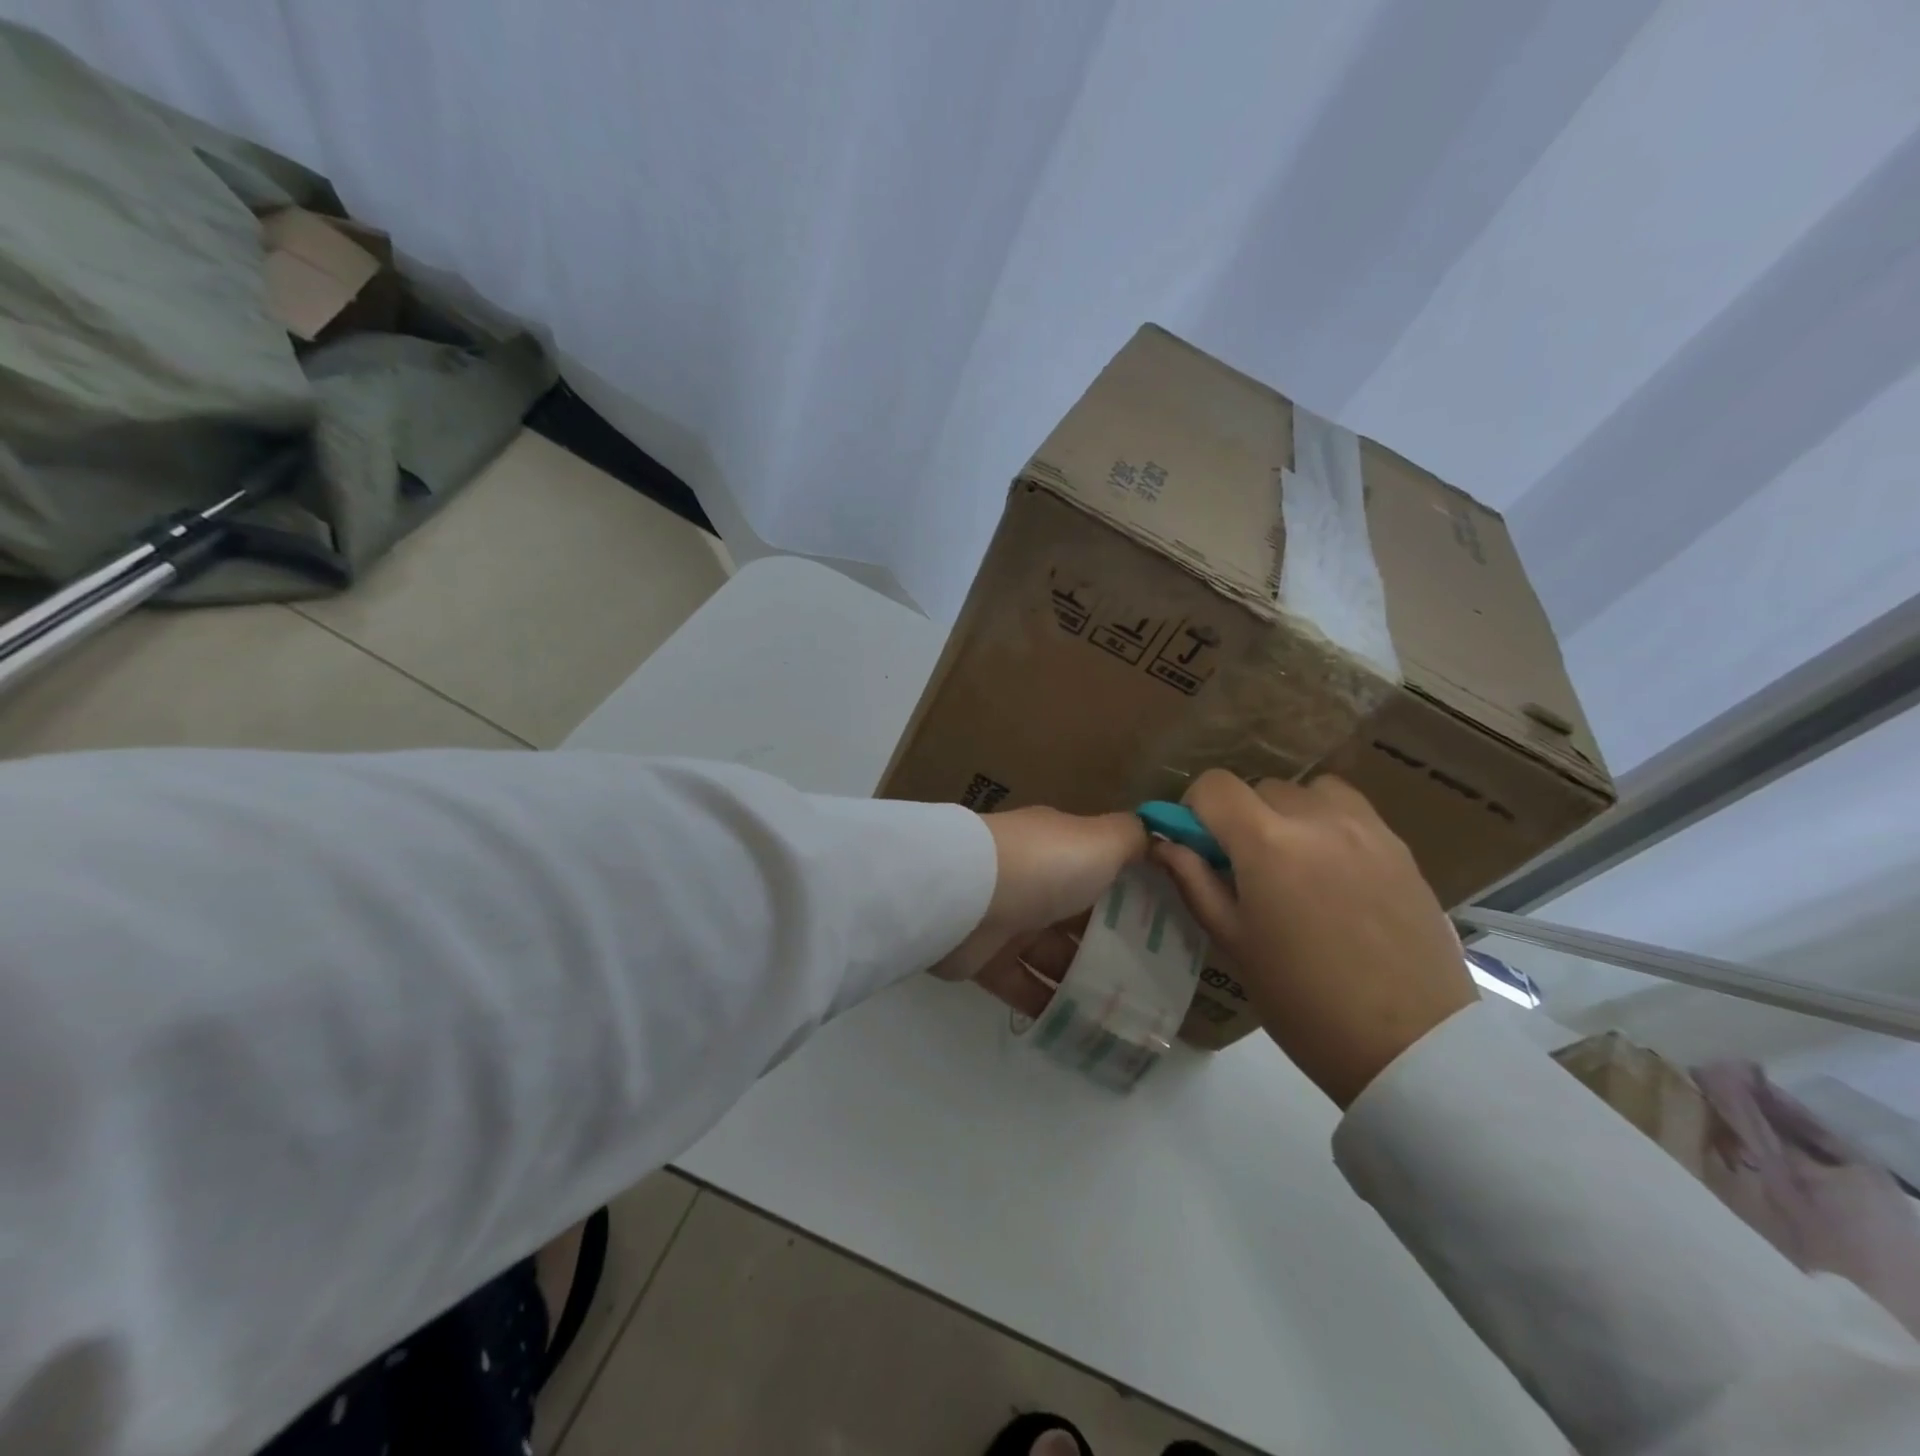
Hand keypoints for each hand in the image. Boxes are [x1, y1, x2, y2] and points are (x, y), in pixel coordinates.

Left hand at [934, 806, 1147, 1015]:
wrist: (965, 896)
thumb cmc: (1044, 866)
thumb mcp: (1101, 841)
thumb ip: (1133, 839)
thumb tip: (1159, 839)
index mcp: (1061, 848)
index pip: (1105, 871)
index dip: (1137, 897)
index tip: (1174, 928)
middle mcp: (1036, 881)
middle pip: (1082, 918)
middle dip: (1117, 947)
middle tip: (1159, 984)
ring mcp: (1010, 921)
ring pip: (1056, 957)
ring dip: (1087, 983)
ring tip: (1130, 1018)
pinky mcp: (987, 960)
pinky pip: (1026, 987)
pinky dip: (1051, 1007)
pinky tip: (1085, 1031)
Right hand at [1153, 770, 1474, 1107]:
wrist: (1411, 1045)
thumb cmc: (1303, 1000)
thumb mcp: (1233, 942)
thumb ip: (1194, 881)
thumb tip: (1164, 844)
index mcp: (1266, 842)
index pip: (1214, 786)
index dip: (1194, 809)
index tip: (1198, 846)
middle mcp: (1316, 818)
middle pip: (1259, 787)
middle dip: (1240, 817)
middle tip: (1245, 867)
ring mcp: (1365, 828)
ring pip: (1308, 791)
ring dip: (1287, 813)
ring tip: (1293, 860)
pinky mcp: (1400, 846)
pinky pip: (1350, 809)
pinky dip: (1328, 822)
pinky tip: (1333, 869)